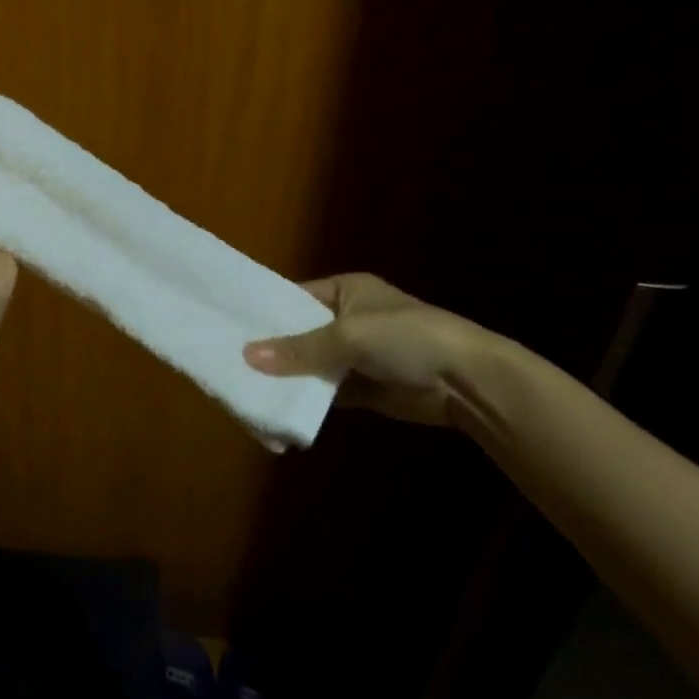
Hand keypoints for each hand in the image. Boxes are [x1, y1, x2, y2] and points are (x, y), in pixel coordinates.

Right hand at [242, 273, 487, 427]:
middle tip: (230, 362)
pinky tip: (278, 407)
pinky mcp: (364, 388)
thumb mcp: (349, 336)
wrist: (468, 381)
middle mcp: (348, 319)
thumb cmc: (407, 338)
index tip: (231, 326)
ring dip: (288, 377)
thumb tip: (246, 356)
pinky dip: (307, 399)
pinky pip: (327, 392)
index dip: (267, 312)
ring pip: (311, 365)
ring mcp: (357, 355)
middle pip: (300, 334)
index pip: (295, 298)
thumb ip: (299, 349)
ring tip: (246, 387)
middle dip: (273, 349)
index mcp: (346, 291)